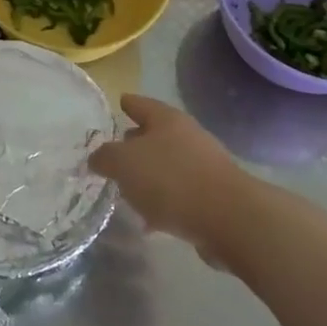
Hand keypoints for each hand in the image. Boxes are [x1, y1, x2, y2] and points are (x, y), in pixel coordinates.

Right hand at [89, 95, 251, 257]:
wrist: (228, 218)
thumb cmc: (171, 179)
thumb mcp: (124, 163)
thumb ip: (105, 157)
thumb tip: (97, 158)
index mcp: (167, 120)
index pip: (141, 104)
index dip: (128, 103)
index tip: (119, 102)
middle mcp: (187, 137)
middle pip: (156, 135)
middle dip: (135, 143)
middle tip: (114, 153)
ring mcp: (203, 167)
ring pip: (167, 167)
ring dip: (149, 178)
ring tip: (127, 192)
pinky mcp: (212, 198)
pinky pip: (179, 196)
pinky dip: (163, 204)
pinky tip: (149, 222)